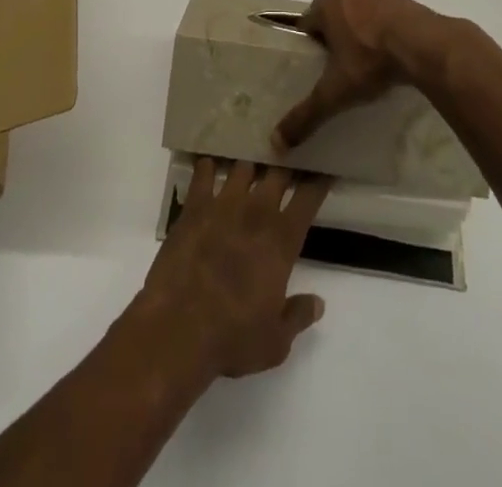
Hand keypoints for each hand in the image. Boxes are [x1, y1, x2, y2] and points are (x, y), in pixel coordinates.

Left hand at [132, 158, 331, 381]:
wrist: (178, 327)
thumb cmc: (232, 337)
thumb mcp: (276, 341)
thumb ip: (299, 316)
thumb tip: (318, 302)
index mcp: (282, 239)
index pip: (308, 197)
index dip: (318, 181)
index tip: (322, 170)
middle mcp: (256, 211)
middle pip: (278, 172)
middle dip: (286, 164)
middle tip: (288, 161)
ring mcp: (223, 203)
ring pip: (243, 166)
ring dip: (249, 164)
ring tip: (251, 162)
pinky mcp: (194, 206)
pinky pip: (203, 174)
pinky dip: (208, 166)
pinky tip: (209, 165)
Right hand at [272, 0, 444, 150]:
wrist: (424, 45)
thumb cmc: (370, 60)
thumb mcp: (335, 92)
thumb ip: (306, 115)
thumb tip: (277, 143)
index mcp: (326, 4)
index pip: (306, 23)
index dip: (307, 44)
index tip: (313, 67)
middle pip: (332, 15)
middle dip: (333, 38)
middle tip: (338, 69)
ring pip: (359, 14)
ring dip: (359, 34)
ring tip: (366, 65)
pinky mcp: (403, 1)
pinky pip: (384, 17)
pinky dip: (383, 33)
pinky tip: (390, 57)